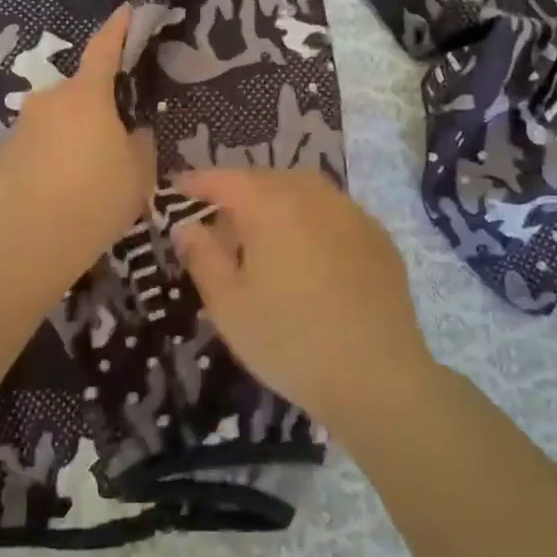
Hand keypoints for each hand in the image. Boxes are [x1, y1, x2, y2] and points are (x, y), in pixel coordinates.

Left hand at [0, 7, 156, 278]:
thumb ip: (140, 141)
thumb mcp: (139, 170)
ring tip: (86, 175)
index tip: (127, 10)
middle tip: (114, 140)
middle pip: (79, 93)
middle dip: (97, 107)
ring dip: (72, 136)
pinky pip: (36, 146)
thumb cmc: (97, 197)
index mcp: (86, 95)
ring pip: (56, 121)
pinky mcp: (3, 154)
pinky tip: (59, 190)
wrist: (31, 238)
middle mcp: (49, 100)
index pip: (105, 48)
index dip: (118, 27)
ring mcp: (22, 126)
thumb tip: (133, 131)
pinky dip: (50, 158)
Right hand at [171, 168, 436, 430]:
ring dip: (277, 200)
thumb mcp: (228, 305)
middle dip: (238, 191)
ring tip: (263, 234)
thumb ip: (202, 257)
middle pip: (267, 179)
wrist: (378, 377)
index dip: (198, 182)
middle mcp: (314, 197)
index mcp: (272, 206)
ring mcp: (353, 214)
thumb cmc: (290, 341)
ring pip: (304, 190)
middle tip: (219, 222)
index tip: (178, 188)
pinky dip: (311, 218)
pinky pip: (334, 211)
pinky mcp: (379, 238)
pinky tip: (308, 252)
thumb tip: (186, 225)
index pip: (226, 180)